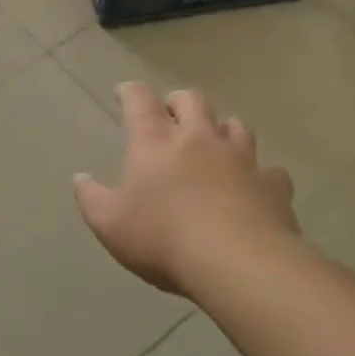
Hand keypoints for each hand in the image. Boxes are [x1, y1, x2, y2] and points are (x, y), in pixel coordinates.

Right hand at [73, 84, 298, 296]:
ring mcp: (241, 158)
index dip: (130, 91)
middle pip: (192, 100)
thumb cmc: (164, 239)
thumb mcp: (110, 224)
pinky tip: (254, 188)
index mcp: (155, 141)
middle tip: (172, 116)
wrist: (240, 264)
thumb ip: (91, 197)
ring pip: (235, 126)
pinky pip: (269, 170)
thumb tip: (81, 178)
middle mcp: (199, 138)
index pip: (139, 99)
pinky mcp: (273, 185)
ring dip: (222, 130)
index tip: (124, 93)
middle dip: (179, 102)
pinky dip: (260, 174)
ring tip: (216, 145)